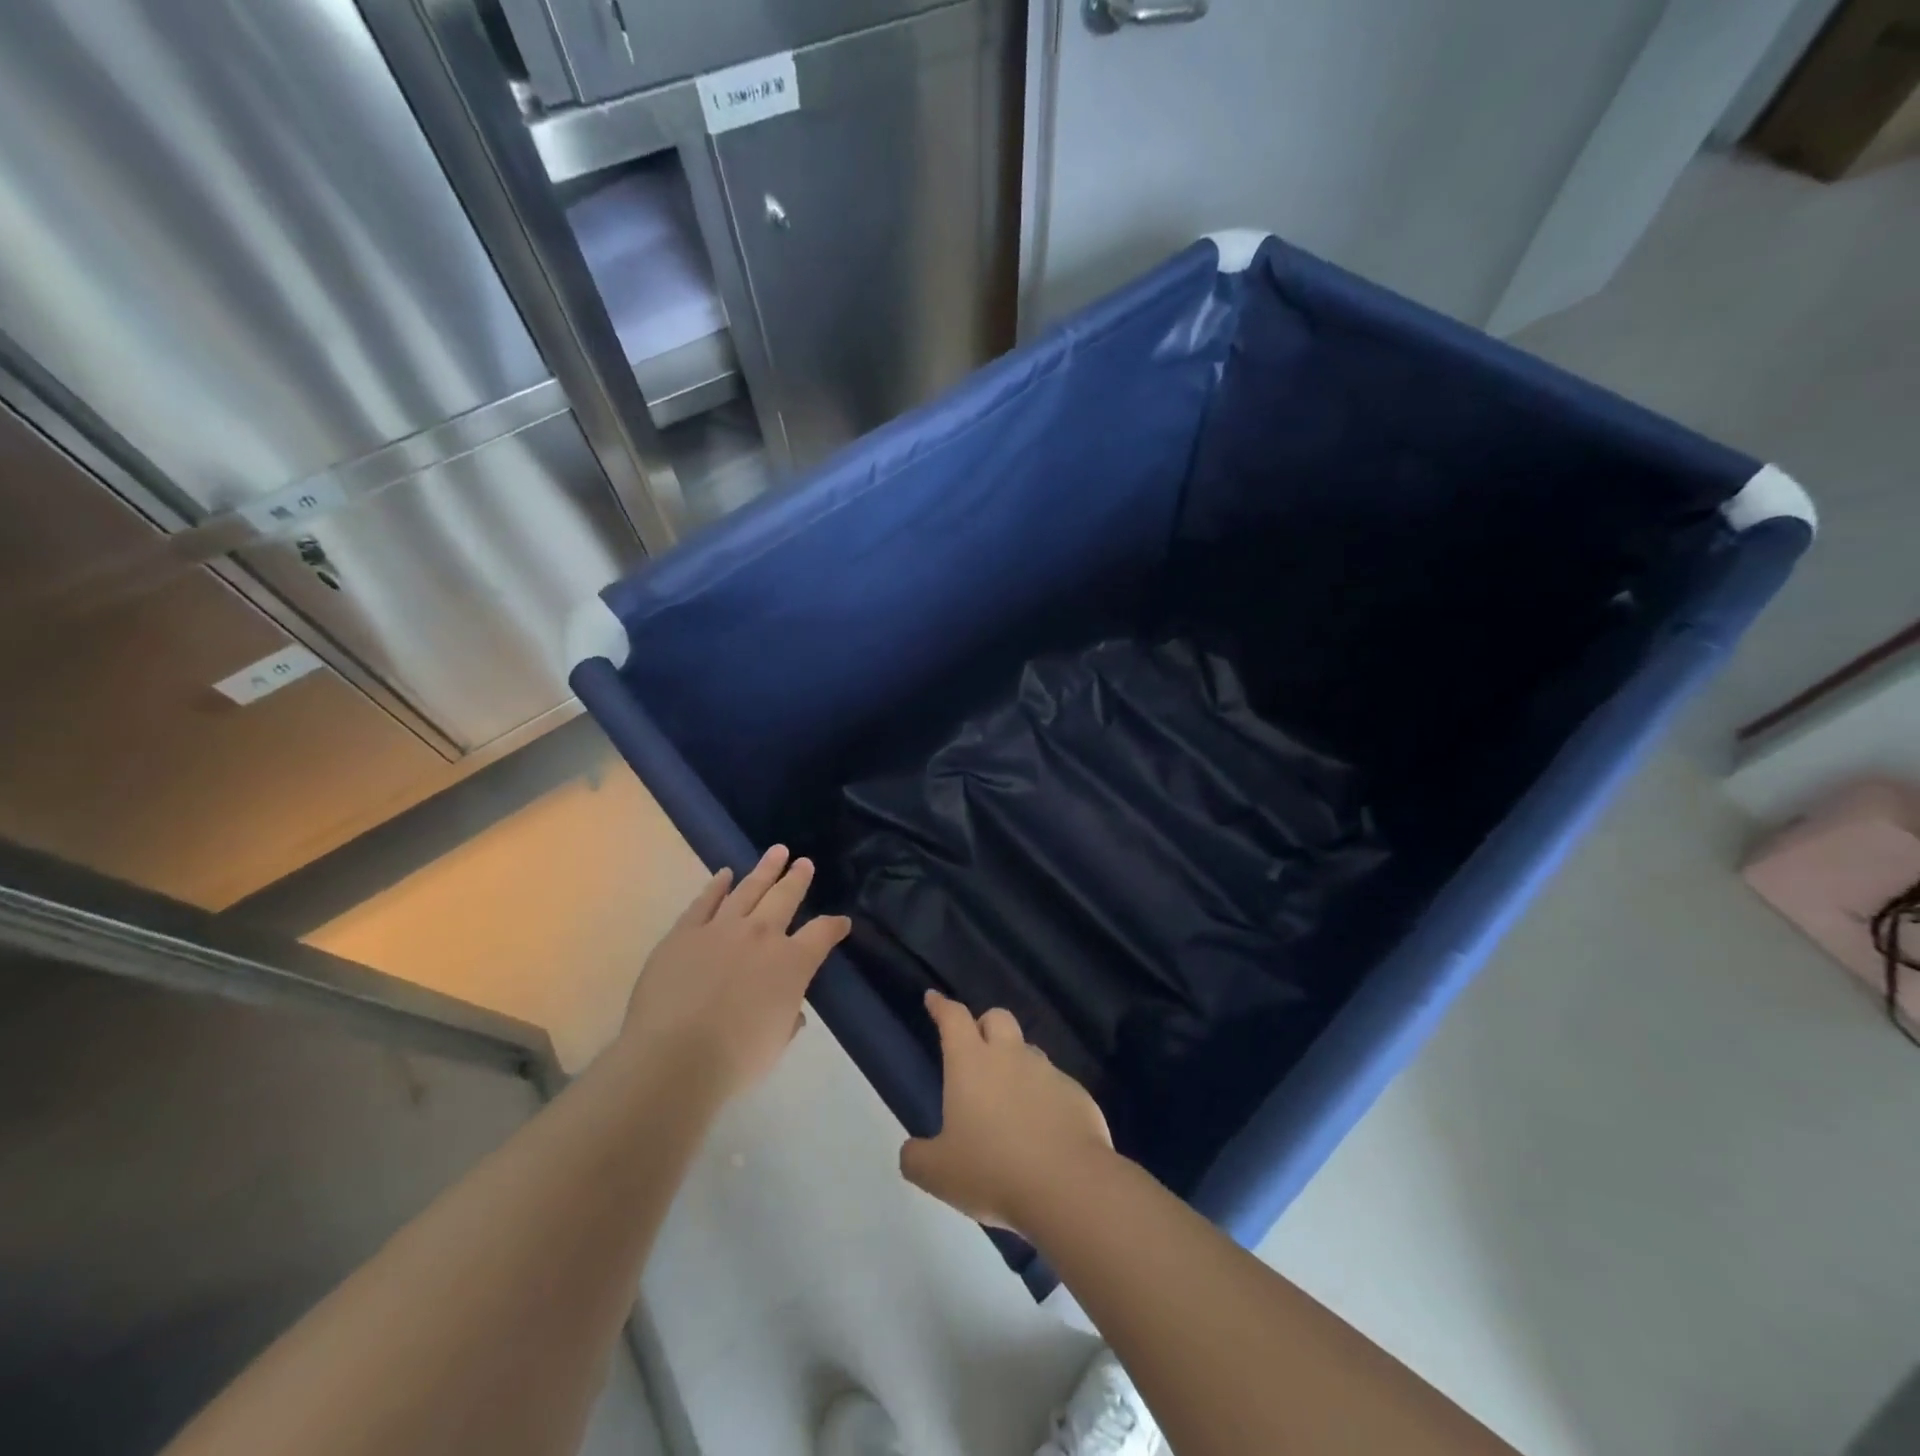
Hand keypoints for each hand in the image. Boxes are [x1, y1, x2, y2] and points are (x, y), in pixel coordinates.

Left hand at [620, 846, 849, 1103]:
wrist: (674, 1058)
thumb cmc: (735, 1059)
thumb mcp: (775, 1043)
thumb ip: (787, 1019)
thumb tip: (790, 1011)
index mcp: (791, 963)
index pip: (822, 934)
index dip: (835, 927)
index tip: (842, 922)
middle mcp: (761, 935)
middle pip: (786, 897)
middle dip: (798, 878)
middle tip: (804, 863)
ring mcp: (721, 929)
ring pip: (748, 889)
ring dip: (764, 870)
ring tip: (776, 852)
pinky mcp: (685, 933)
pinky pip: (705, 901)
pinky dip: (717, 885)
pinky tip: (724, 874)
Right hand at [899, 990, 1113, 1235]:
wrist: (1068, 1186)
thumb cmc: (993, 1171)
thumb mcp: (938, 1173)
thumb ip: (917, 1157)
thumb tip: (912, 1151)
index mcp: (971, 1063)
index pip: (953, 1018)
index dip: (942, 1006)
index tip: (934, 998)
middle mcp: (1010, 1056)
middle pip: (997, 1018)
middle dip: (984, 1025)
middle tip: (976, 1052)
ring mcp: (1048, 1072)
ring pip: (1028, 1051)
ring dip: (1016, 1063)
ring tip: (1010, 1101)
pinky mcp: (1077, 1094)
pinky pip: (1056, 1085)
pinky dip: (1044, 1098)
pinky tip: (1043, 1132)